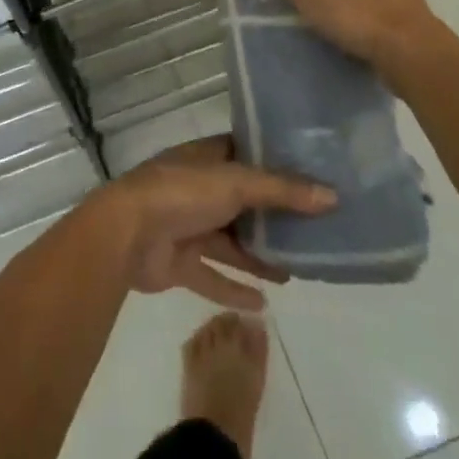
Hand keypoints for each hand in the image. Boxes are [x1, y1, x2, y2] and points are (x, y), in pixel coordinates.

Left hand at [92, 136, 334, 311]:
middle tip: (313, 230)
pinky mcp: (178, 262)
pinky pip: (212, 276)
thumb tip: (332, 196)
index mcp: (205, 159)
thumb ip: (282, 191)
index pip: (243, 154)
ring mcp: (186, 225)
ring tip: (297, 270)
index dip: (274, 162)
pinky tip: (264, 304)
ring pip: (230, 242)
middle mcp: (197, 189)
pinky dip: (234, 288)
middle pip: (241, 201)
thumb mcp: (235, 183)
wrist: (125, 235)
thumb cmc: (181, 193)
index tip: (310, 173)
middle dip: (272, 217)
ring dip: (258, 256)